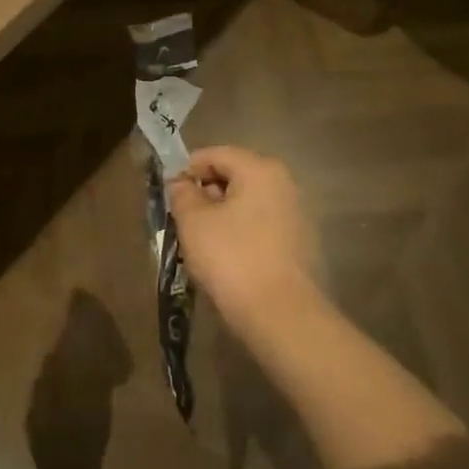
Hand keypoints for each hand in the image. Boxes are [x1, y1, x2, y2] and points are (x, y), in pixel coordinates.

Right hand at [166, 146, 319, 327]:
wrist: (280, 314)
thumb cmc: (231, 257)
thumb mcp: (193, 221)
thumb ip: (182, 193)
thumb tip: (181, 182)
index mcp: (260, 169)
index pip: (215, 154)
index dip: (187, 170)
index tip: (169, 195)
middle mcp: (284, 184)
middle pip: (233, 176)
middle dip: (204, 194)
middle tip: (182, 220)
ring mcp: (296, 214)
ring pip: (246, 203)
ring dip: (220, 215)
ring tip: (200, 242)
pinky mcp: (299, 243)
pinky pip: (260, 225)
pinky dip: (239, 233)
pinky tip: (225, 258)